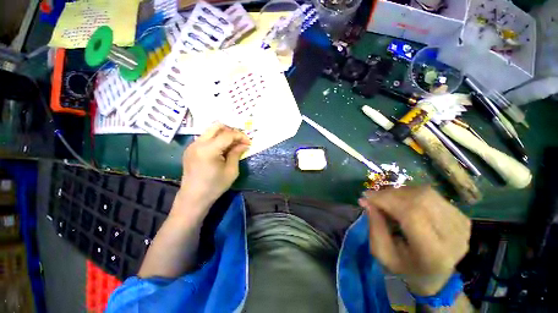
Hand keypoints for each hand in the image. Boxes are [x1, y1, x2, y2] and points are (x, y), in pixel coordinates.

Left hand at [175, 123, 249, 217]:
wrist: (193, 197)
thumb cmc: (215, 186)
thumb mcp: (231, 171)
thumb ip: (237, 153)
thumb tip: (244, 144)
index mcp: (209, 149)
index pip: (228, 134)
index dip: (240, 136)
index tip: (248, 142)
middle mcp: (198, 143)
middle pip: (217, 126)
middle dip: (231, 130)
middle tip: (240, 140)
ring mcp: (192, 145)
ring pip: (211, 130)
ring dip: (224, 134)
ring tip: (232, 145)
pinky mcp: (190, 149)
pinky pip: (206, 137)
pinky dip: (216, 139)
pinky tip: (222, 149)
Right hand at [359, 186, 470, 295]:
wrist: (437, 277)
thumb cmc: (406, 268)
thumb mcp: (383, 254)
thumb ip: (374, 226)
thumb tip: (366, 200)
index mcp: (434, 254)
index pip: (412, 214)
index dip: (386, 200)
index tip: (366, 196)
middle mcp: (454, 237)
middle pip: (420, 199)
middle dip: (390, 194)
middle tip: (374, 197)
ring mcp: (461, 225)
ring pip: (425, 193)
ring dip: (400, 192)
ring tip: (387, 200)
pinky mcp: (461, 216)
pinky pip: (431, 194)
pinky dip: (411, 194)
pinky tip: (402, 202)